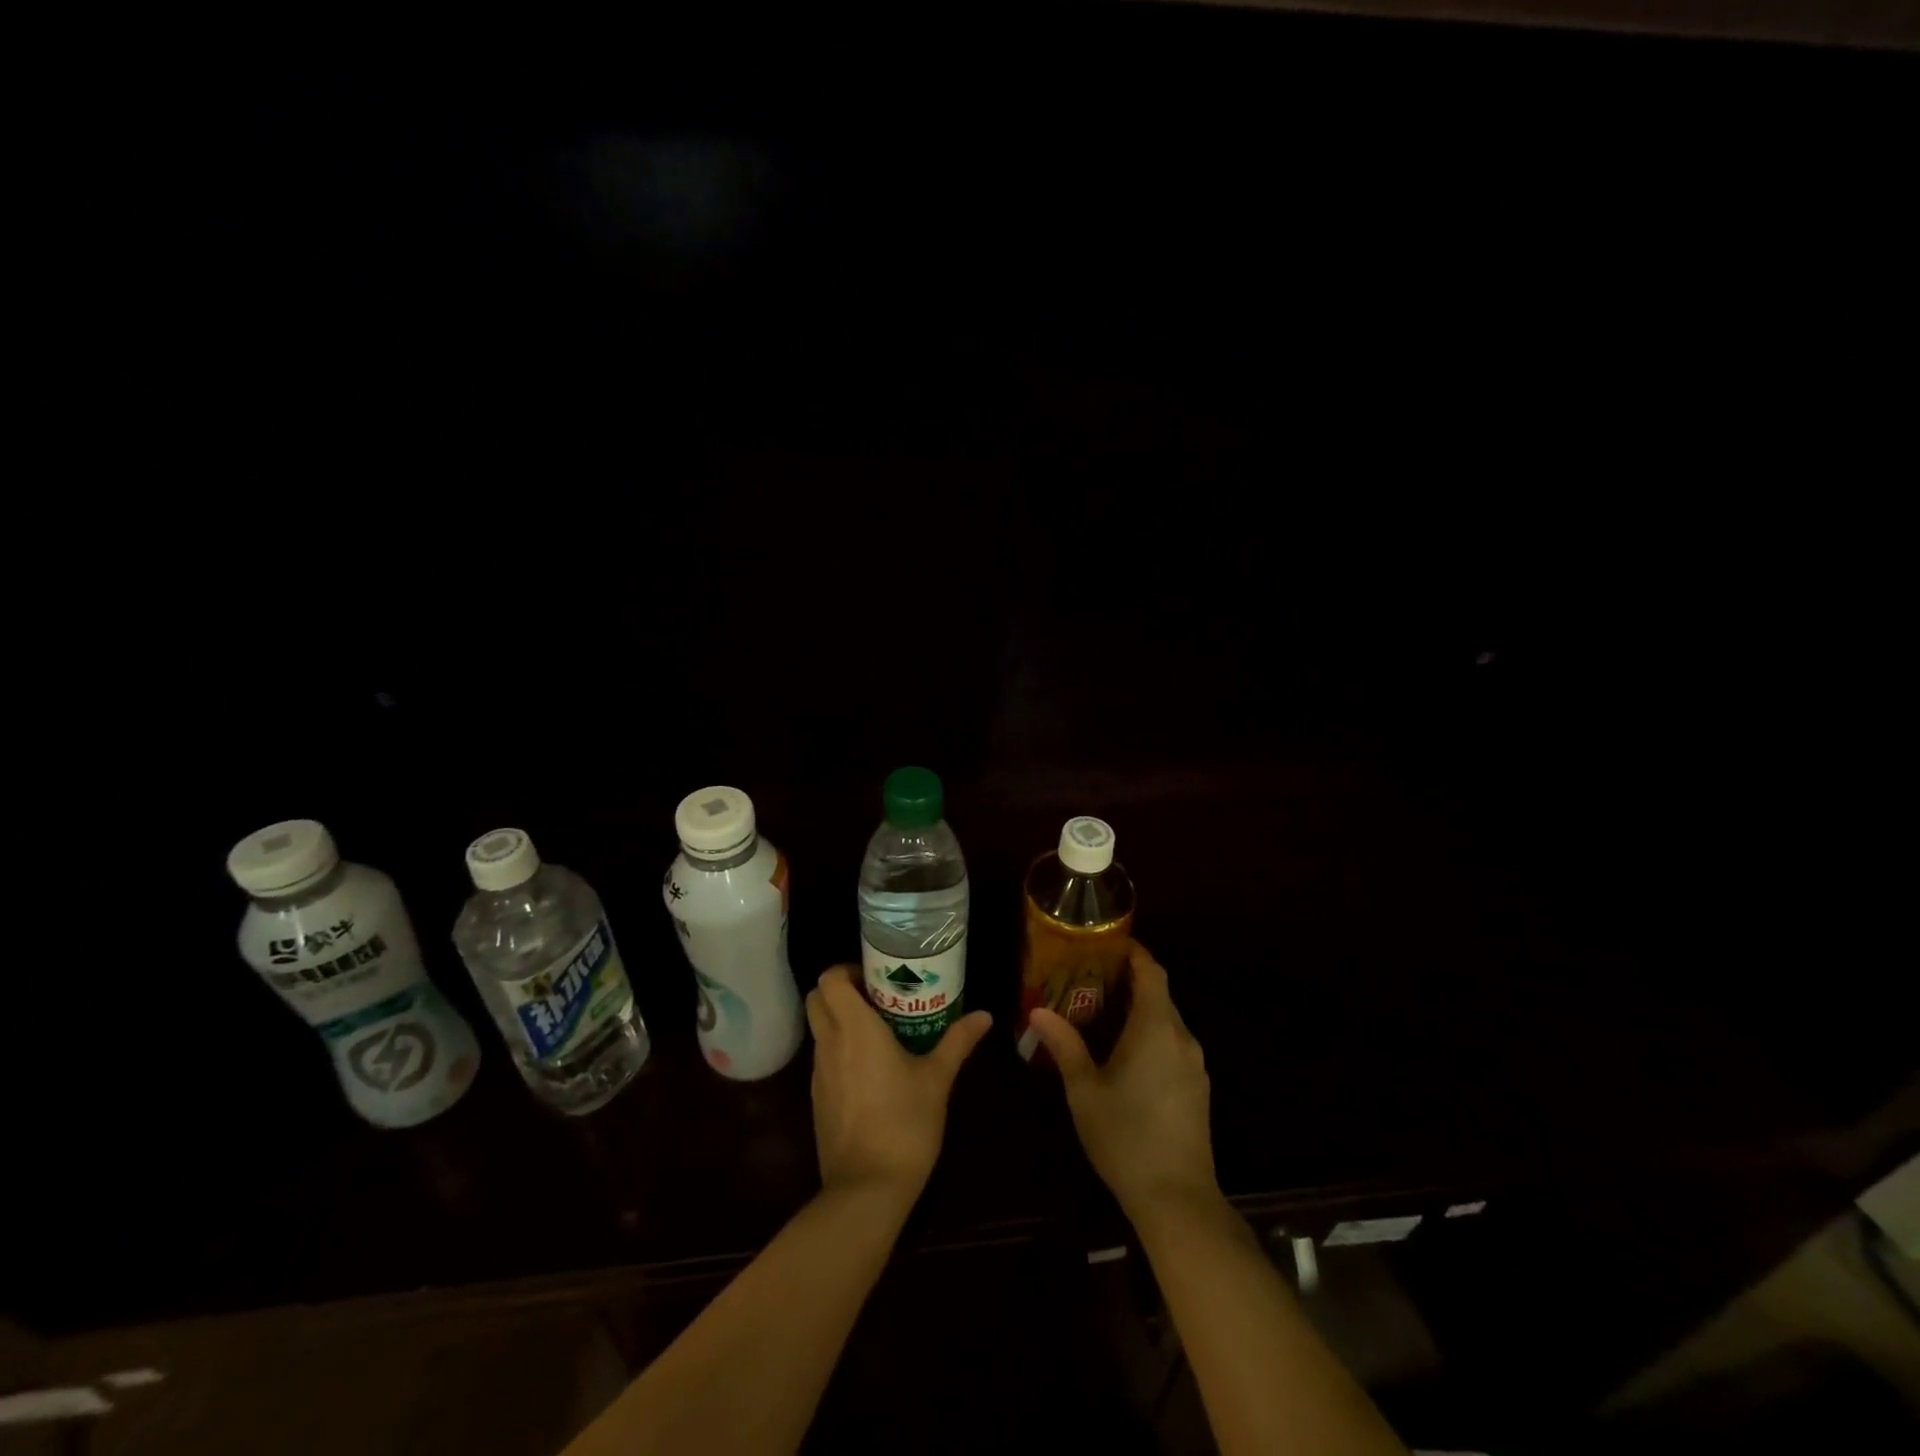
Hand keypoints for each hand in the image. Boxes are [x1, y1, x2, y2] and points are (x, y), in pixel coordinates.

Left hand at [806, 965, 991, 1203]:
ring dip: (839, 1022)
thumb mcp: (937, 1079)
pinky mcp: (817, 1099)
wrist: (867, 1189)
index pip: (829, 979)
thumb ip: (958, 1041)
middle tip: (876, 999)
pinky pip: (823, 1059)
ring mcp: (818, 1073)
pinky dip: (839, 1051)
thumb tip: (984, 1015)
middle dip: (839, 992)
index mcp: (855, 1029)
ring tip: (879, 1033)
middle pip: (817, 1000)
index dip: (846, 971)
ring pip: (819, 1030)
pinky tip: (870, 1070)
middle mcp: (830, 1044)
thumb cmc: (905, 1123)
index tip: (875, 978)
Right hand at [1027, 941, 1216, 1216]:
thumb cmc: (1126, 1137)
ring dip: (1141, 1009)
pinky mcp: (1198, 1088)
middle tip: (1092, 978)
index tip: (1109, 943)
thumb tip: (1038, 1011)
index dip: (1135, 953)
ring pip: (1167, 1020)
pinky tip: (1127, 1053)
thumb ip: (1064, 1046)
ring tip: (1104, 1012)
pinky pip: (1173, 1044)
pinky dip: (1152, 1034)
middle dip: (1130, 980)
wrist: (1178, 1199)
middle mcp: (1181, 1037)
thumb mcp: (1084, 1090)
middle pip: (1160, 994)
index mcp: (1155, 1028)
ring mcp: (1194, 1064)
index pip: (1152, 972)